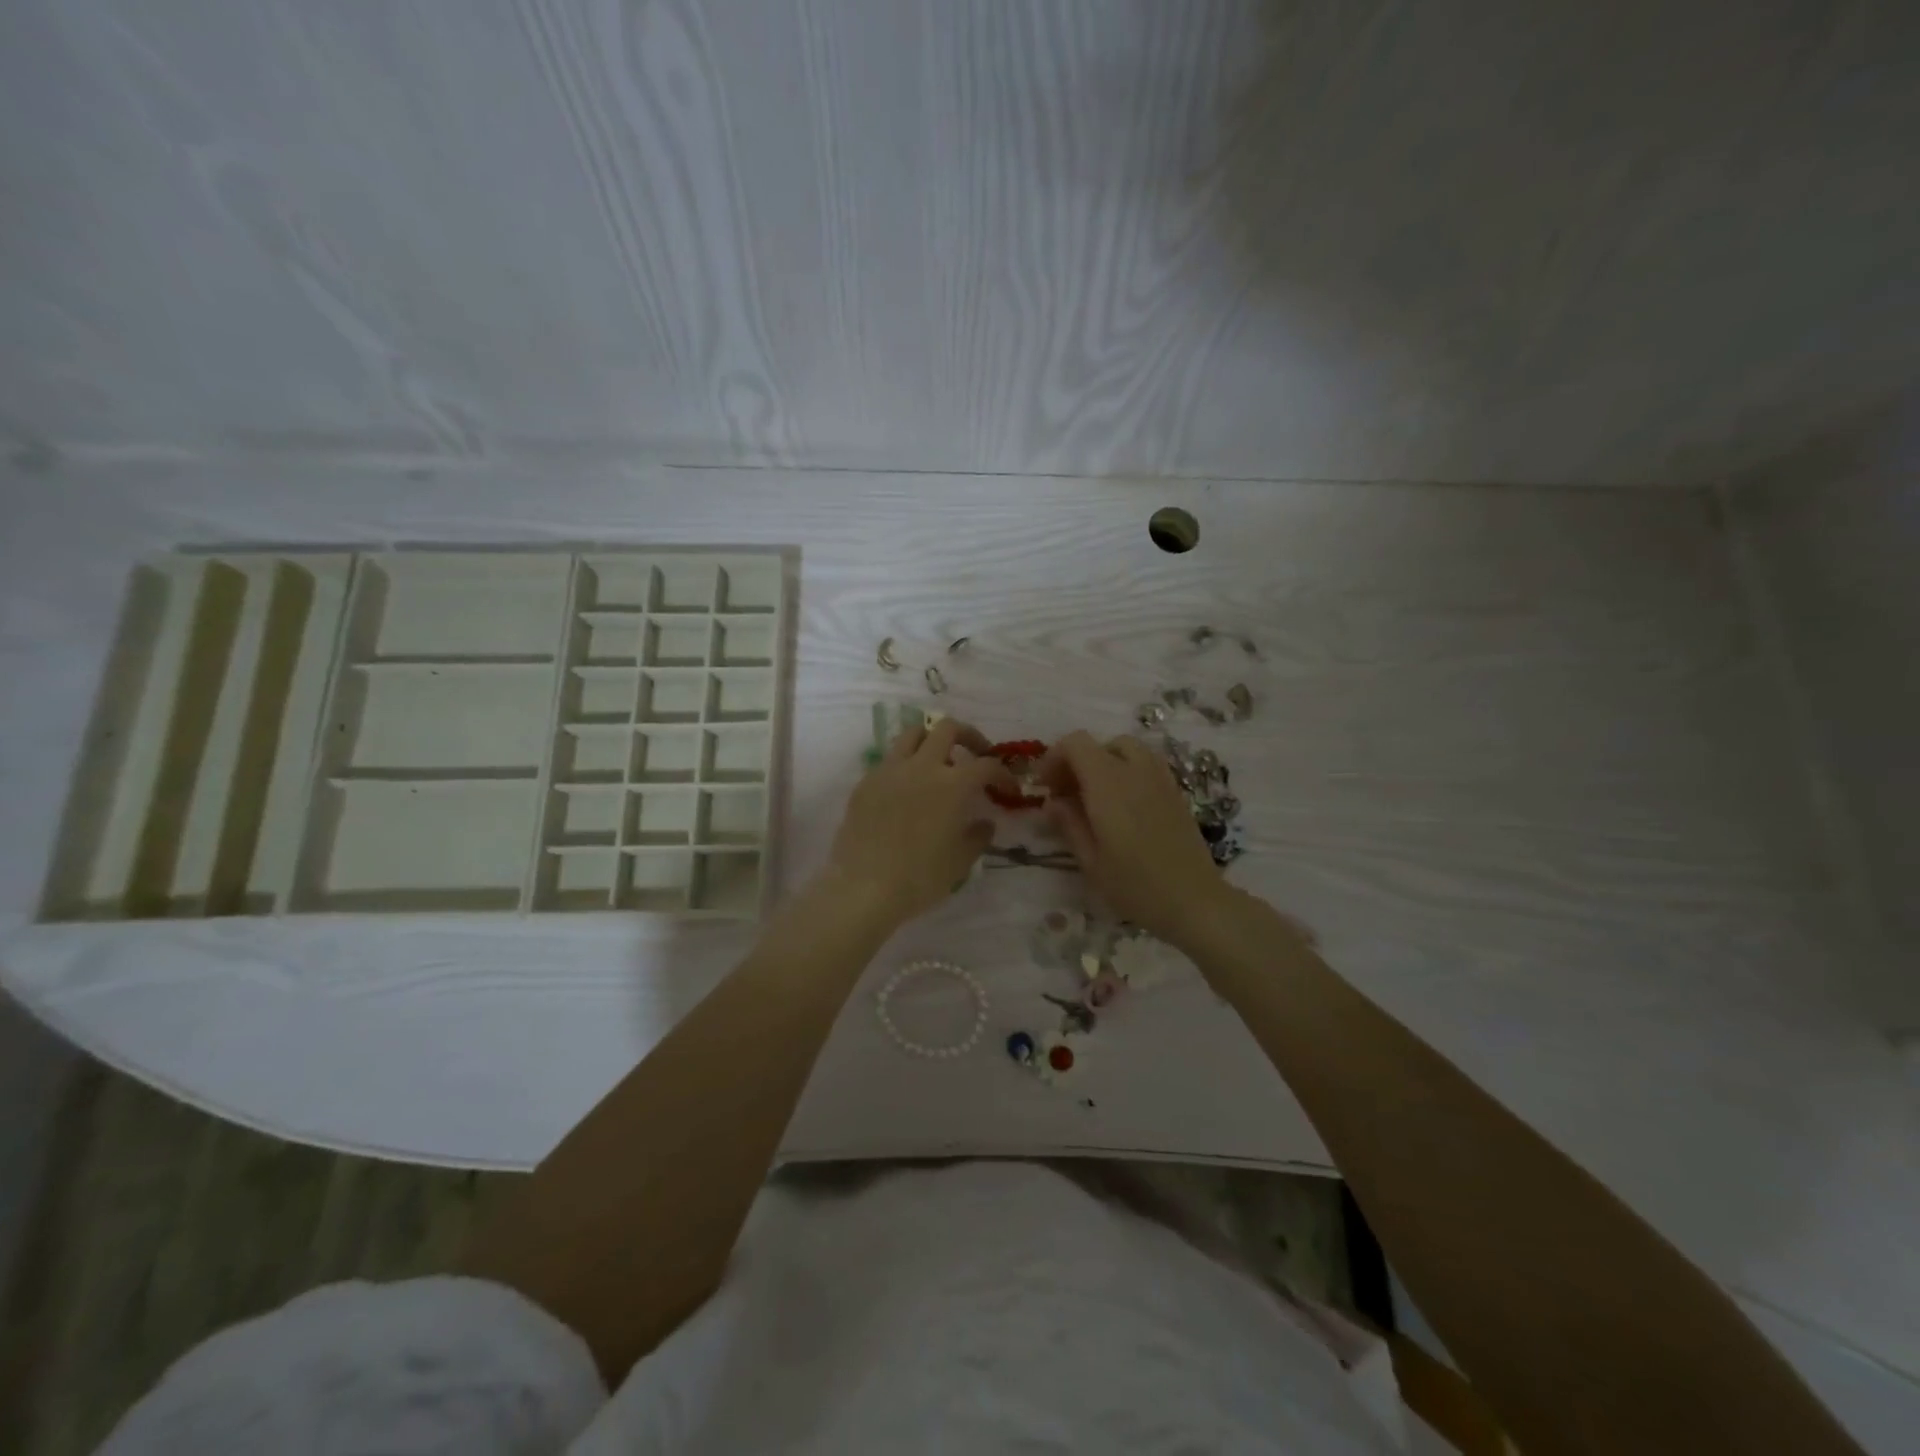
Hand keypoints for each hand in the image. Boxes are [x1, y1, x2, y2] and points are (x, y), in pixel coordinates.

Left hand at [825, 719, 1017, 926]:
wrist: (863, 887)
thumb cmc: (920, 877)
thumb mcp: (961, 861)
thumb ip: (978, 836)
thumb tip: (984, 822)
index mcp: (952, 784)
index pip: (986, 765)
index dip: (1002, 773)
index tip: (1007, 788)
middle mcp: (922, 766)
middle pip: (948, 728)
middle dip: (968, 736)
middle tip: (975, 754)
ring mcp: (890, 770)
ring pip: (913, 733)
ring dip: (931, 739)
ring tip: (938, 760)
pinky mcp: (866, 782)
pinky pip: (890, 759)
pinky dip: (905, 764)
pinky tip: (907, 788)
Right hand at [1036, 730, 1228, 944]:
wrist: (1194, 901)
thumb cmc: (1135, 885)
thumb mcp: (1090, 861)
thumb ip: (1069, 824)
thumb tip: (1052, 802)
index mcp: (1108, 784)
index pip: (1076, 743)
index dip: (1054, 757)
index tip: (1045, 786)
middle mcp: (1135, 771)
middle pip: (1100, 744)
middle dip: (1077, 761)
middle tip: (1067, 794)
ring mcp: (1160, 779)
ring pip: (1126, 749)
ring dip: (1104, 763)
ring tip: (1095, 796)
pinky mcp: (1176, 792)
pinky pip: (1147, 764)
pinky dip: (1128, 771)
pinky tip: (1124, 804)